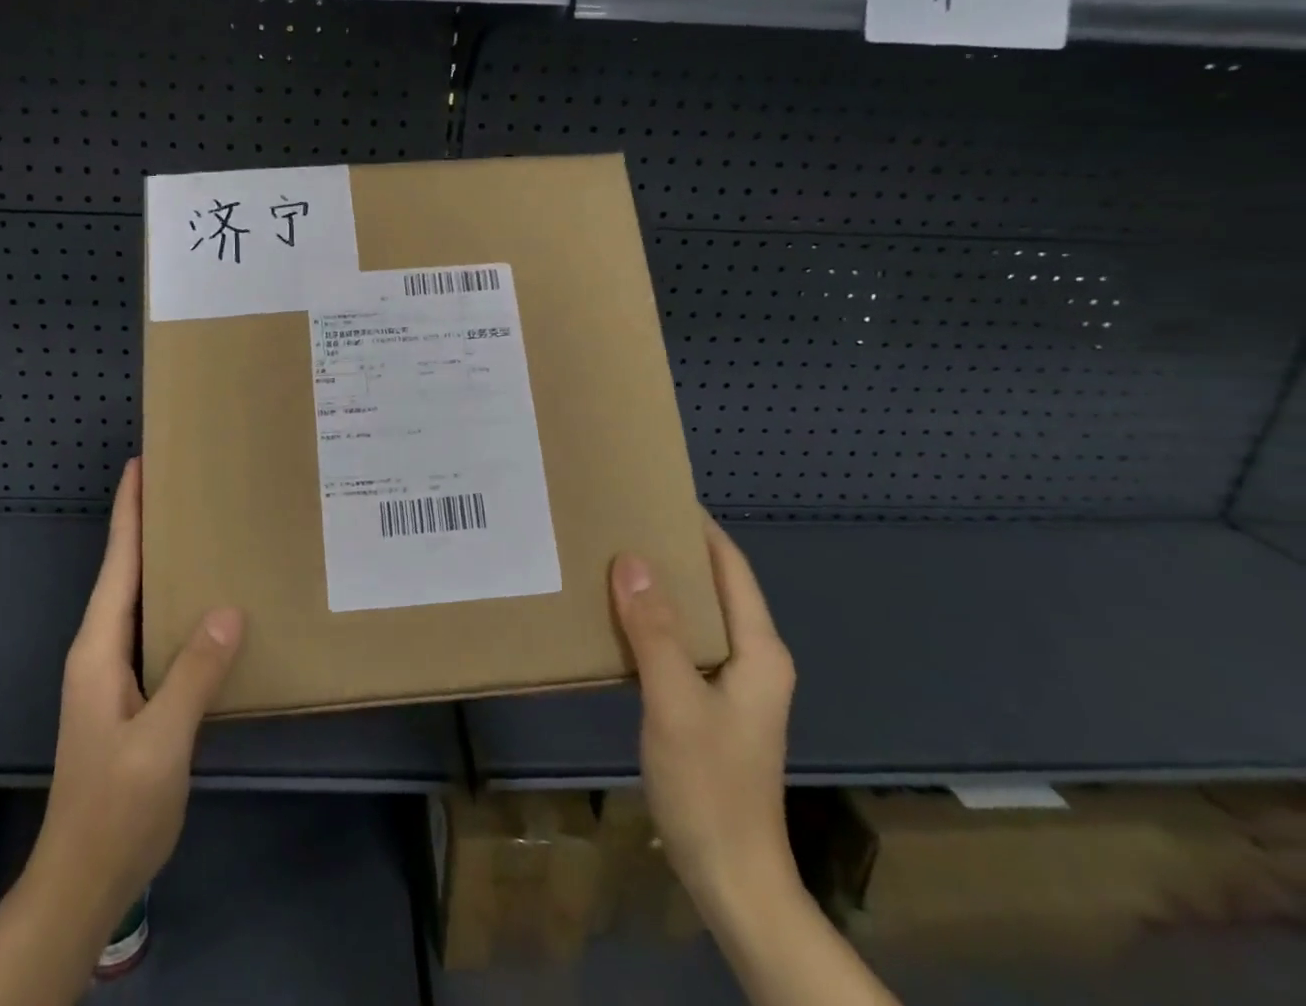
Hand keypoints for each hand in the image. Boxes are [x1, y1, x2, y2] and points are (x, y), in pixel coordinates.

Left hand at [26, 457, 245, 941]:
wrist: (84, 879)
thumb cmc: (116, 806)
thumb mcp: (160, 741)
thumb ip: (193, 674)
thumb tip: (229, 608)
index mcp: (98, 649)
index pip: (116, 563)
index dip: (128, 512)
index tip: (141, 465)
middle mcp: (100, 650)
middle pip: (124, 572)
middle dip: (147, 525)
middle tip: (184, 485)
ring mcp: (113, 674)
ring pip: (139, 600)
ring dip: (161, 561)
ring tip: (199, 529)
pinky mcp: (130, 694)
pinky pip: (154, 630)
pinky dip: (174, 602)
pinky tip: (204, 602)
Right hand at [609, 519, 797, 919]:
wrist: (731, 879)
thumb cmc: (710, 785)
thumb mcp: (674, 701)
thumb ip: (654, 629)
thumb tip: (631, 558)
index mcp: (759, 651)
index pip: (731, 568)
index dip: (700, 528)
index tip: (658, 493)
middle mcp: (752, 660)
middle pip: (715, 587)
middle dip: (673, 552)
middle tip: (622, 520)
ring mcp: (733, 686)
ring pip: (696, 616)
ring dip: (661, 587)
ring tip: (612, 556)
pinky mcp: (710, 705)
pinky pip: (682, 644)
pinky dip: (654, 622)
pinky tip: (618, 617)